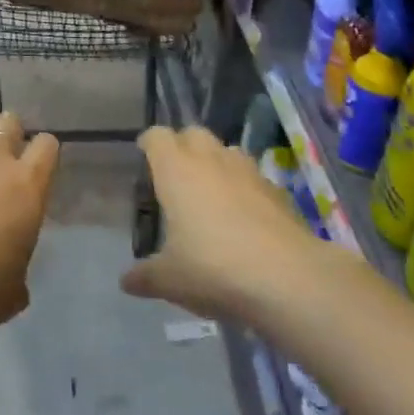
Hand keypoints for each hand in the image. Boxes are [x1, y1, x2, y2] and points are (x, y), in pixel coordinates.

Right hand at [121, 125, 318, 321]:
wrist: (287, 277)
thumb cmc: (214, 268)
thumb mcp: (170, 280)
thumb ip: (145, 276)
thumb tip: (126, 281)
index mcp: (176, 170)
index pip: (157, 136)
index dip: (149, 143)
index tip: (144, 155)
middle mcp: (210, 159)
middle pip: (193, 133)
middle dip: (183, 146)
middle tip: (176, 174)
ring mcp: (247, 170)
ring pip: (226, 150)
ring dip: (215, 162)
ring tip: (211, 193)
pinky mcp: (276, 189)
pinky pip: (252, 176)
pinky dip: (243, 186)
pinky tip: (244, 216)